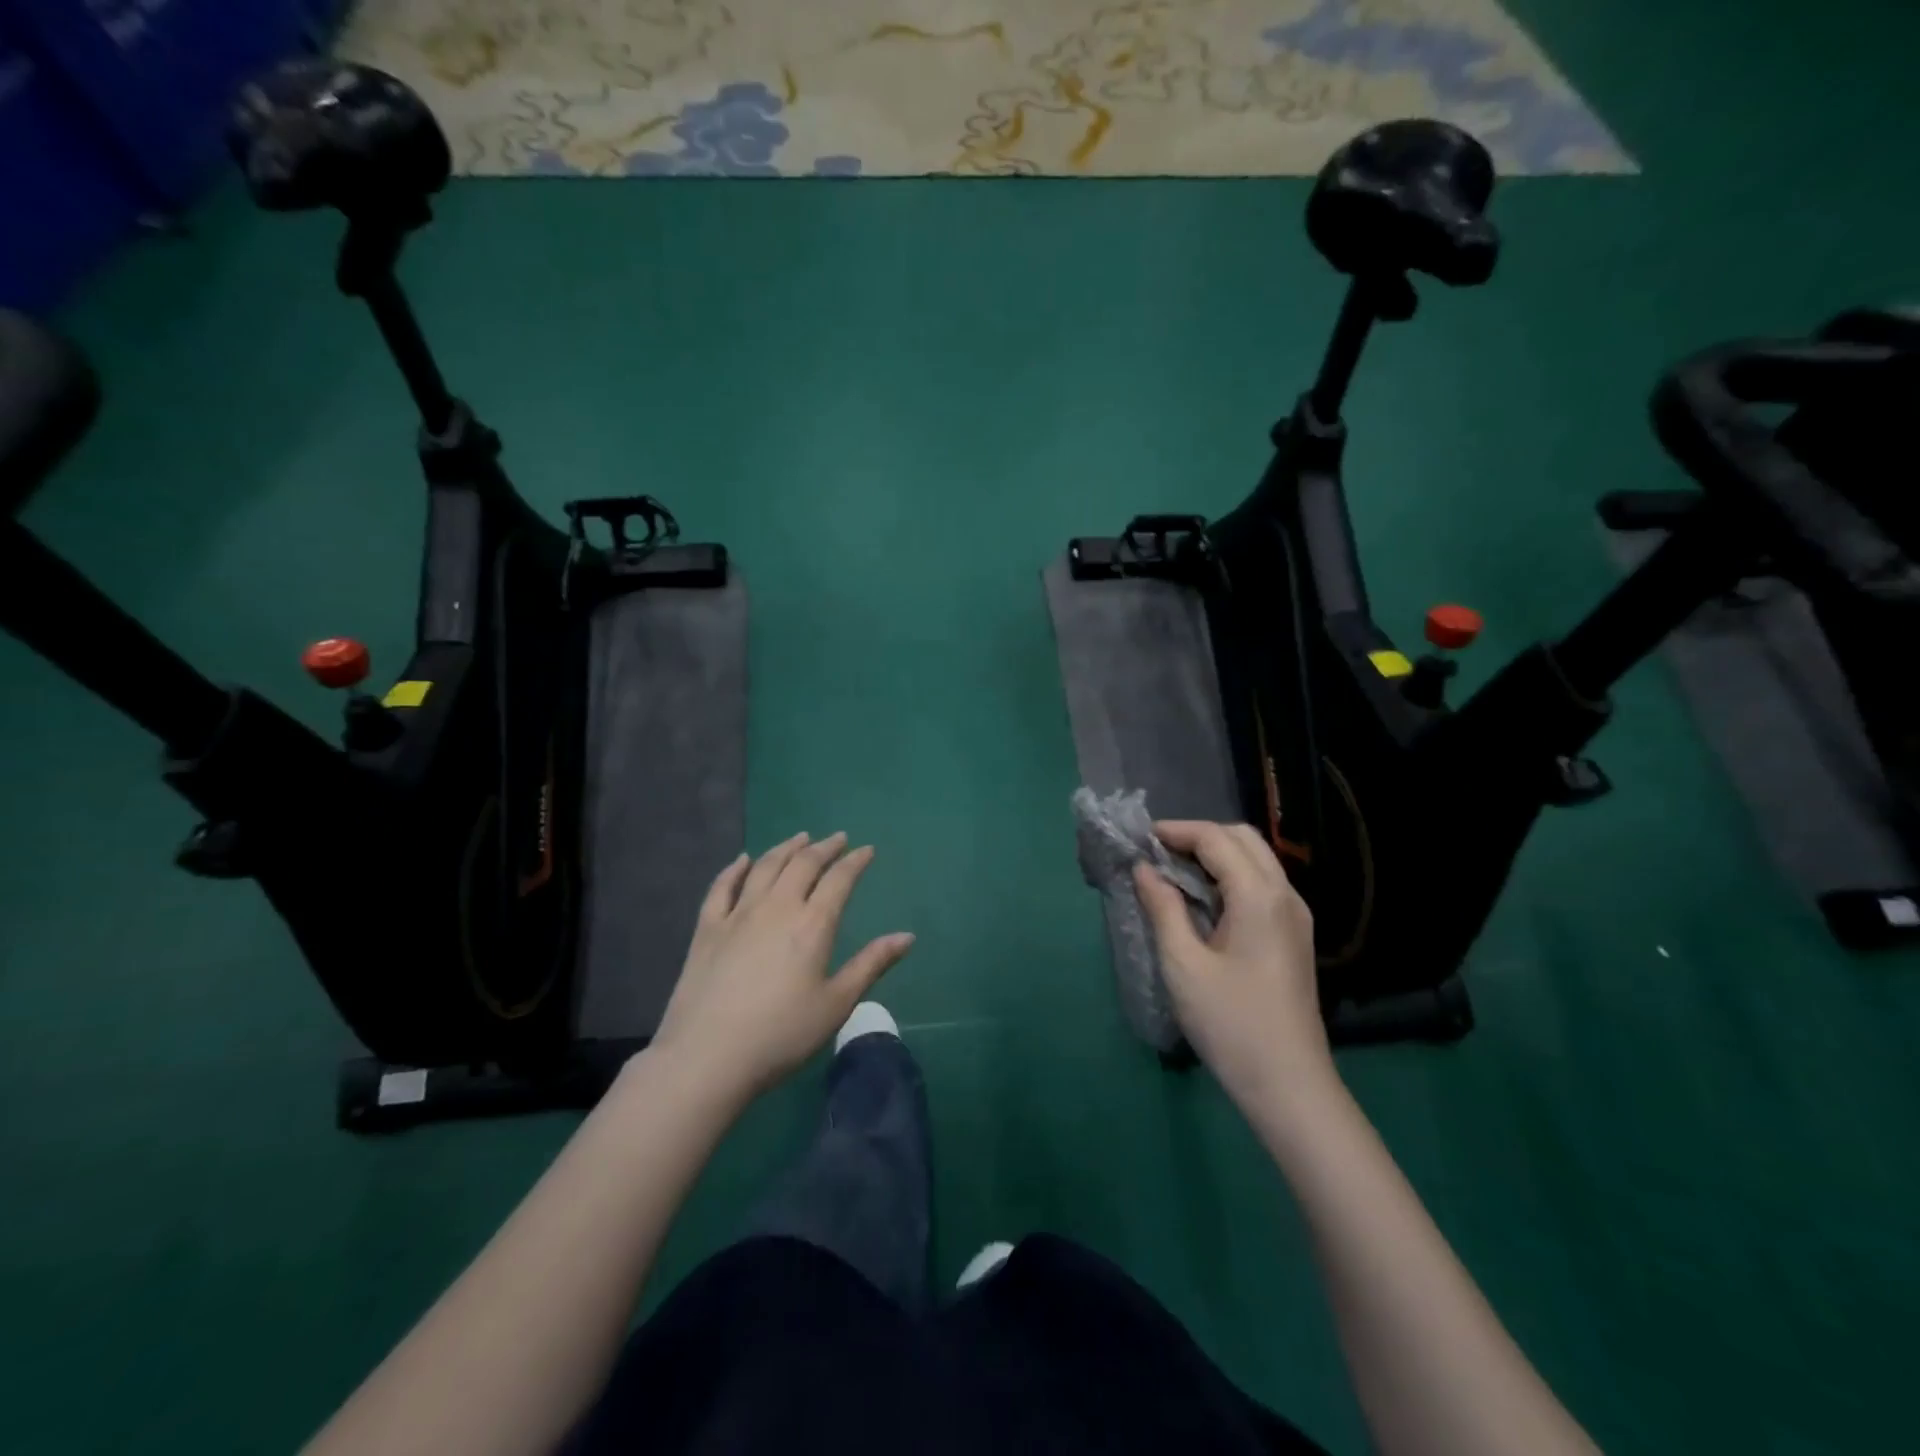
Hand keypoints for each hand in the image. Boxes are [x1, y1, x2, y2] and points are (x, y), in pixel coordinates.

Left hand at [652, 832, 914, 1100]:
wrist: (707, 1057)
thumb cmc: (781, 1035)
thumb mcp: (836, 1004)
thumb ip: (872, 964)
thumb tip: (907, 936)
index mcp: (813, 924)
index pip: (839, 879)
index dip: (855, 861)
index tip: (866, 850)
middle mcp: (777, 907)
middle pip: (803, 864)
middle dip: (824, 848)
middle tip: (837, 839)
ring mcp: (738, 914)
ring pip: (765, 867)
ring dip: (786, 848)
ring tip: (800, 838)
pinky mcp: (707, 928)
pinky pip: (722, 887)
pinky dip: (735, 868)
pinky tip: (743, 860)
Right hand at [1133, 821, 1333, 1104]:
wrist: (1289, 1084)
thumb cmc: (1230, 1022)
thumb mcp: (1183, 964)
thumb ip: (1163, 908)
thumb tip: (1145, 869)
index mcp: (1259, 896)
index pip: (1216, 838)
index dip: (1176, 831)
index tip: (1140, 840)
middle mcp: (1285, 894)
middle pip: (1242, 838)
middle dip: (1198, 836)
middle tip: (1158, 855)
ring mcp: (1295, 915)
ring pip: (1256, 859)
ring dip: (1215, 854)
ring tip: (1174, 874)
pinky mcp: (1295, 935)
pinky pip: (1262, 884)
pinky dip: (1230, 876)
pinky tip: (1204, 900)